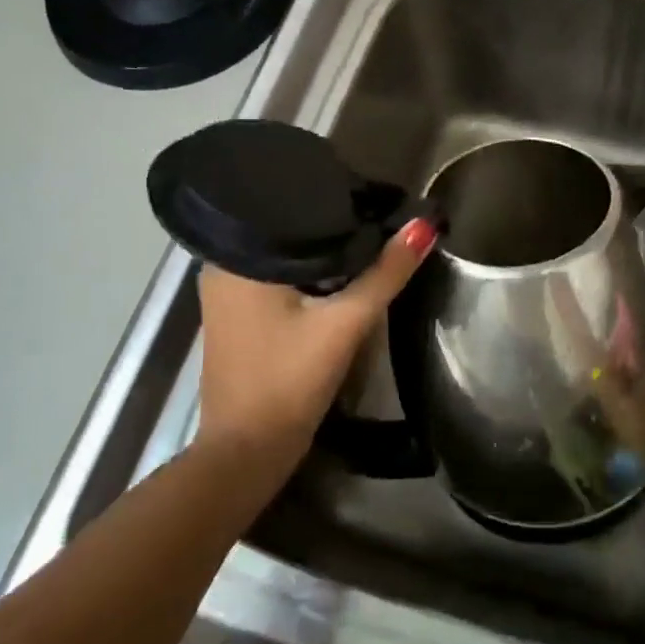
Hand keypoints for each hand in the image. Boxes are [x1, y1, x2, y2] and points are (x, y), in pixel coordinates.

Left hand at [197, 219, 435, 462]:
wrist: (248, 452)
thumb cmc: (288, 380)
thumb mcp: (344, 324)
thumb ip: (384, 274)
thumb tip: (423, 226)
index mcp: (234, 259)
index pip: (287, 208)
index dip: (330, 199)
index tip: (369, 191)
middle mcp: (221, 269)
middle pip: (287, 234)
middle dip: (329, 226)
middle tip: (376, 210)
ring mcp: (227, 298)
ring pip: (285, 259)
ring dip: (320, 253)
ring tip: (367, 233)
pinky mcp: (240, 321)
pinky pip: (279, 282)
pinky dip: (308, 277)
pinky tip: (340, 273)